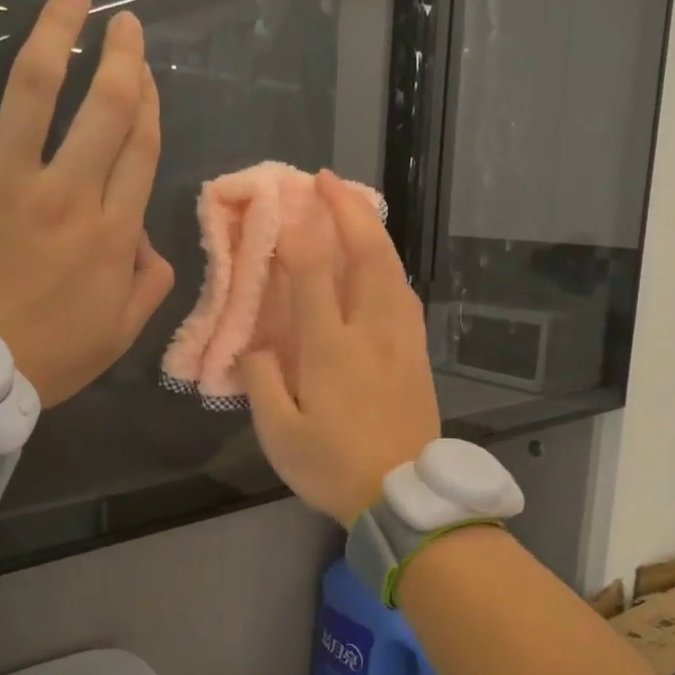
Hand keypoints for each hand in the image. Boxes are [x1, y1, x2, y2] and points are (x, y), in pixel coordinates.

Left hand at [0, 0, 173, 406]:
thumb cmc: (39, 361)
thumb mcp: (116, 336)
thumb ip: (147, 286)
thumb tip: (150, 242)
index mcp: (111, 233)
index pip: (139, 150)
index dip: (148, 104)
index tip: (146, 74)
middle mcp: (67, 193)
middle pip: (105, 109)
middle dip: (121, 58)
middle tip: (125, 22)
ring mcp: (3, 178)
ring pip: (37, 86)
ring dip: (58, 31)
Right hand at [241, 171, 440, 526]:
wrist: (404, 494)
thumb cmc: (334, 467)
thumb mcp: (279, 434)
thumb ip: (262, 381)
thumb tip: (256, 344)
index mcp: (331, 347)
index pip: (314, 273)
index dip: (297, 233)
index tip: (282, 204)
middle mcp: (371, 331)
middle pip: (367, 255)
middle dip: (347, 210)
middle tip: (327, 180)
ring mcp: (401, 339)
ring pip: (392, 269)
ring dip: (373, 230)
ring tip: (355, 207)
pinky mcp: (417, 353)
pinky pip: (405, 294)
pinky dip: (390, 265)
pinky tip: (382, 261)